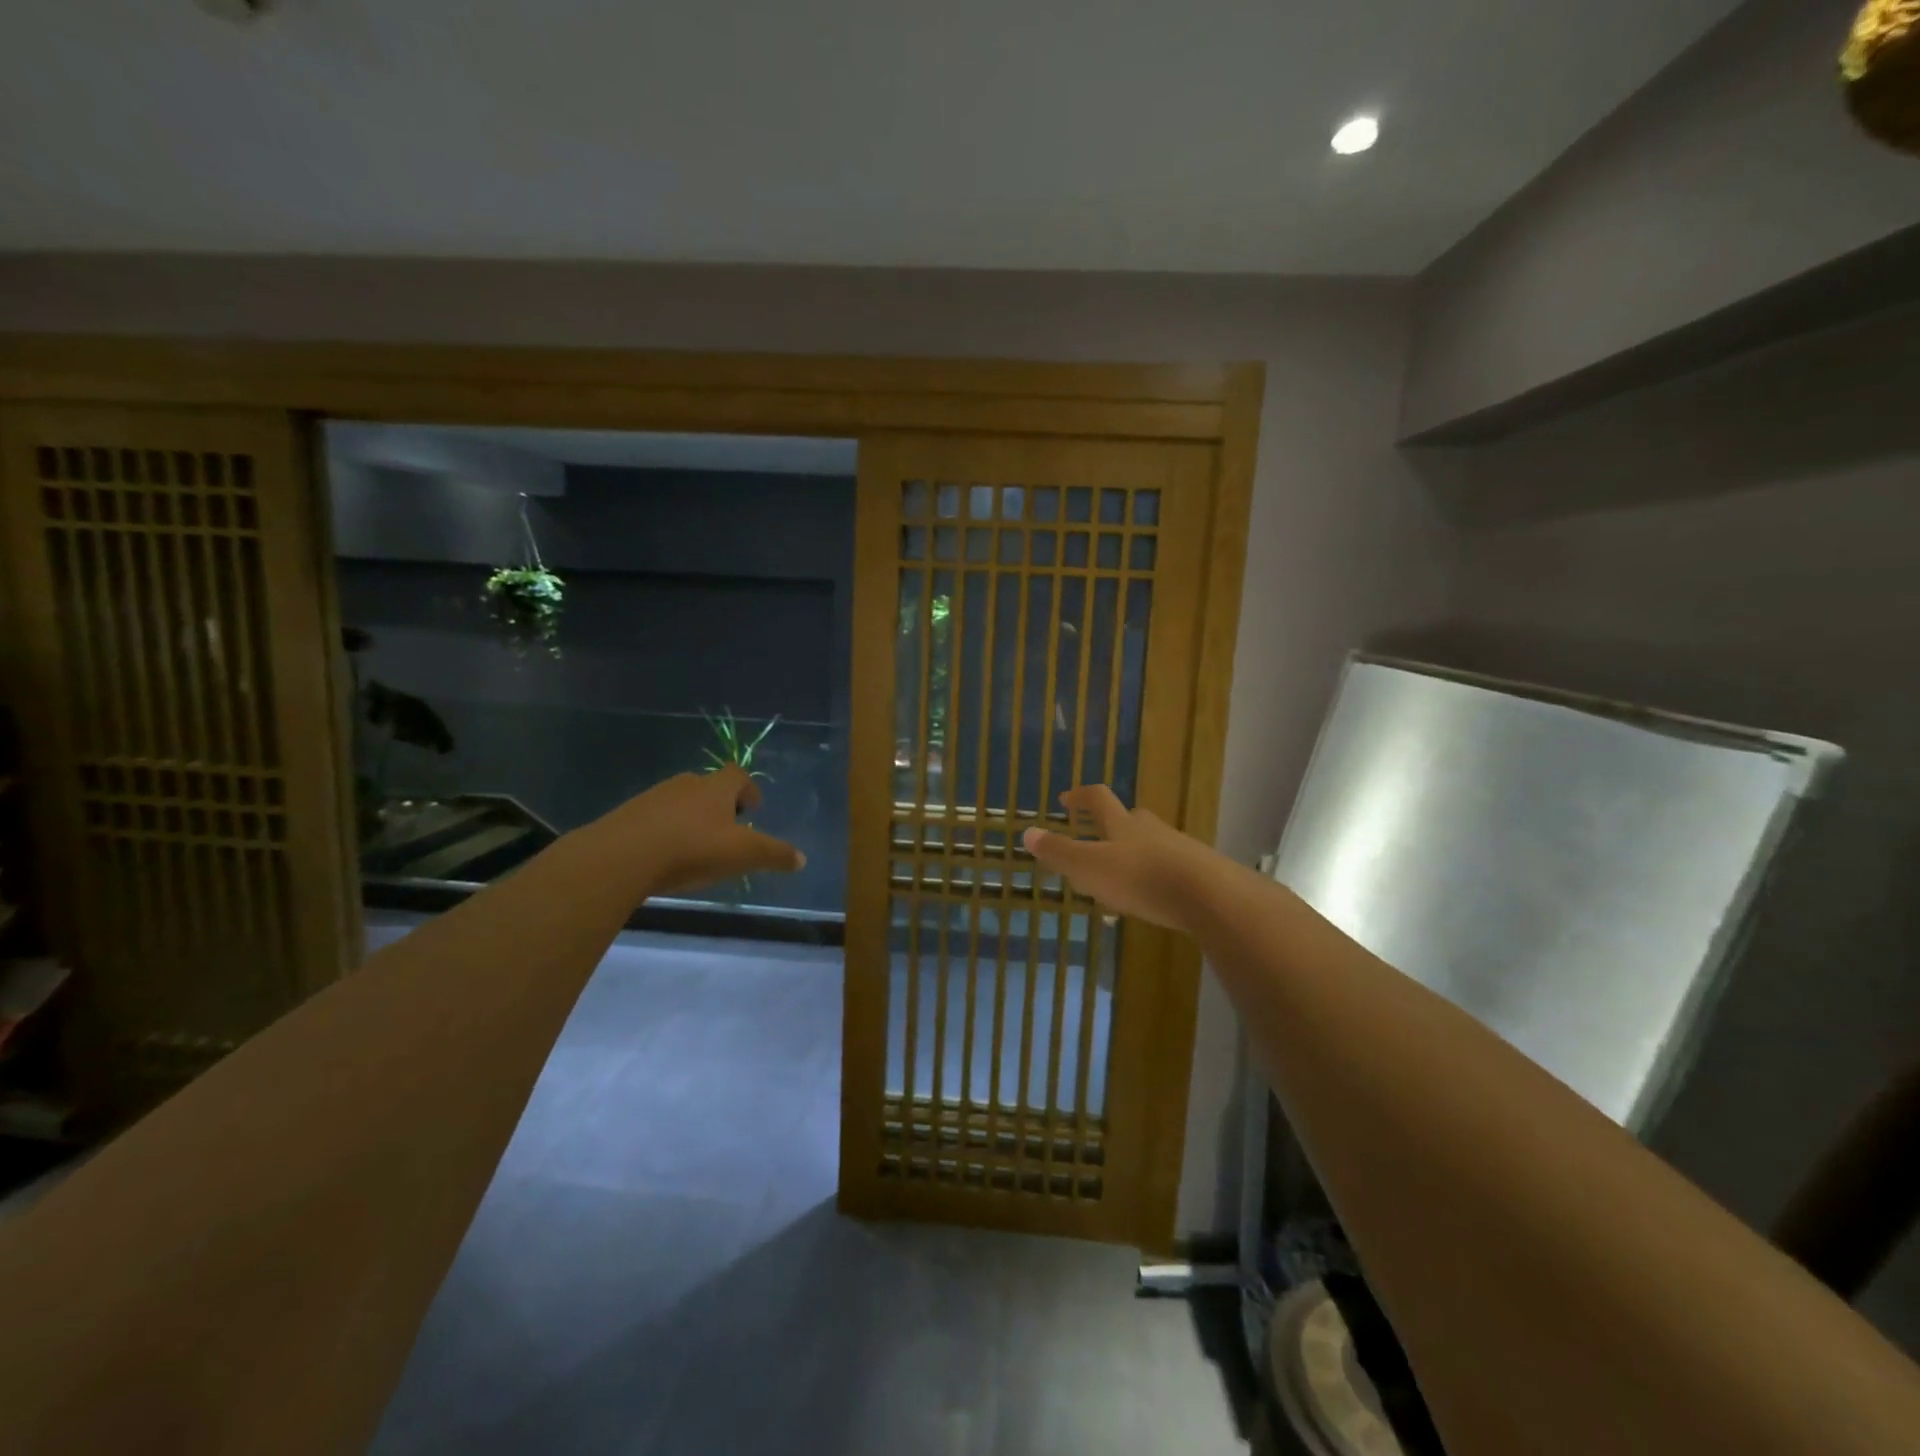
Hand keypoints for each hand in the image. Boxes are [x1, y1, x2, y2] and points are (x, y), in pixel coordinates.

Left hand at [588, 767, 804, 898]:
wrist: (622, 856)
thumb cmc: (692, 848)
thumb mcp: (743, 854)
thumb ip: (774, 855)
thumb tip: (802, 859)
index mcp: (716, 788)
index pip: (738, 775)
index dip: (748, 789)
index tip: (752, 809)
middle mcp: (686, 784)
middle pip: (708, 786)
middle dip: (719, 804)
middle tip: (726, 830)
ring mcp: (653, 797)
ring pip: (679, 801)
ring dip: (690, 818)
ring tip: (695, 847)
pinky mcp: (627, 815)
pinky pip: (653, 818)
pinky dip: (663, 831)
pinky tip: (663, 857)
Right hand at [1022, 785, 1219, 933]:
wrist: (1210, 896)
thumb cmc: (1140, 878)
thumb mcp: (1089, 867)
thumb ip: (1059, 853)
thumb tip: (1026, 833)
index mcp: (1121, 824)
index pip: (1098, 799)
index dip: (1080, 796)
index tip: (1066, 799)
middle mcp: (1150, 829)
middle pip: (1129, 817)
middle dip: (1111, 823)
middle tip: (1096, 835)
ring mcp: (1178, 848)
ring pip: (1151, 843)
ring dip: (1134, 852)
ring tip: (1121, 874)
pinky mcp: (1200, 872)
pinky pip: (1170, 868)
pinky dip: (1156, 875)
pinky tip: (1153, 896)